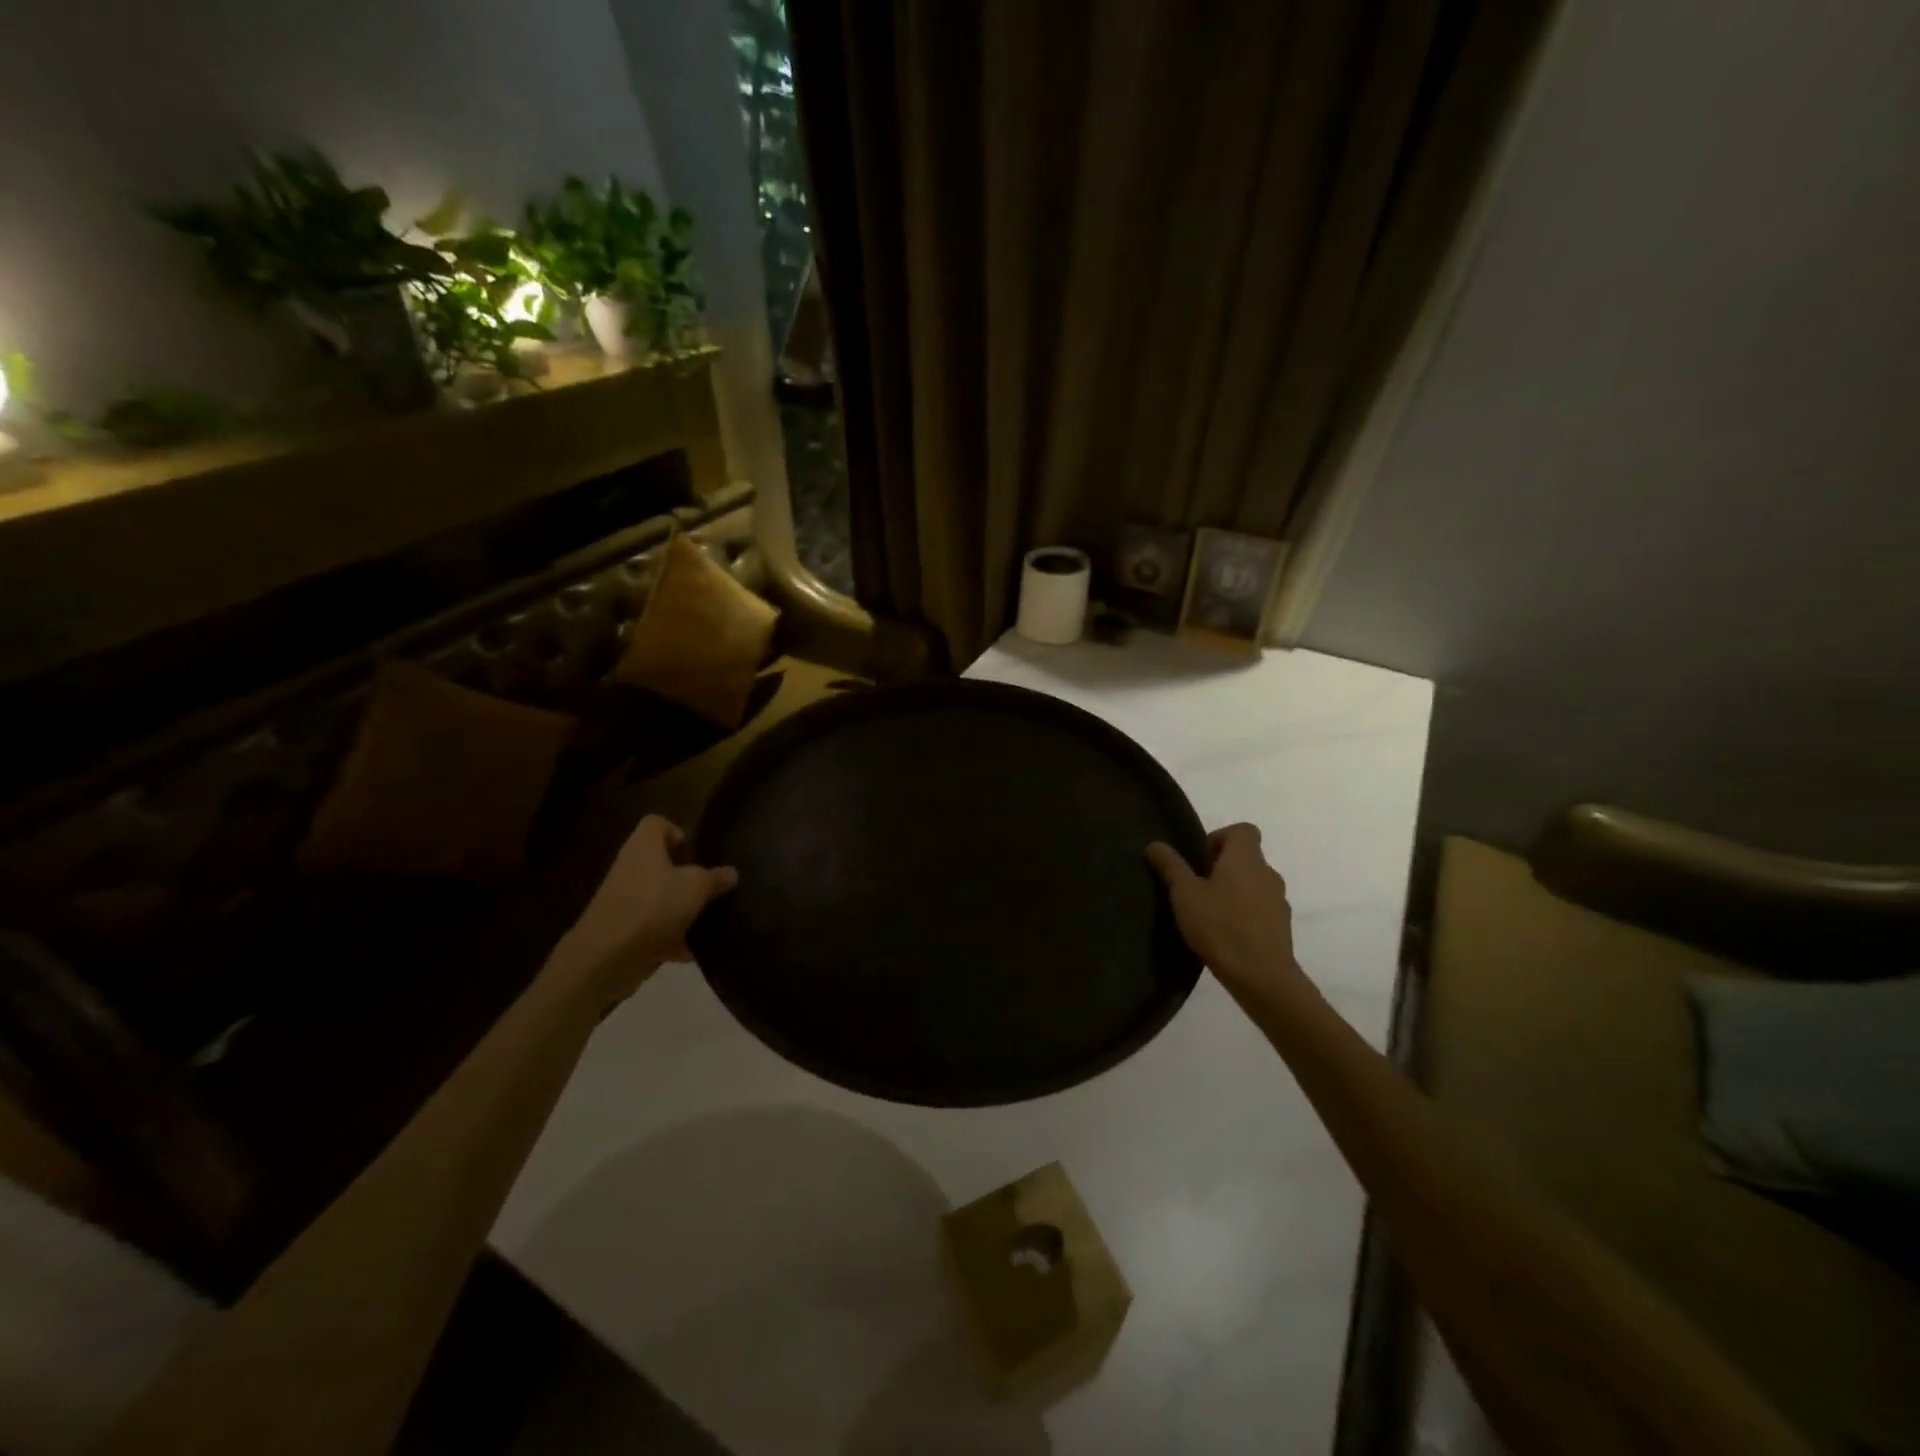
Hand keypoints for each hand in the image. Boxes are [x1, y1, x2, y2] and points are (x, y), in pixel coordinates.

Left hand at [555, 815, 737, 1006]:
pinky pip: (653, 929)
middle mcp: (631, 868)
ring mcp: (624, 901)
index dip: (678, 832)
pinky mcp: (623, 932)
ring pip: (659, 898)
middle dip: (686, 877)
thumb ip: (715, 878)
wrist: (605, 958)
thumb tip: (731, 873)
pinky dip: (671, 939)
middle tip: (709, 888)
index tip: (697, 853)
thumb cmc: (653, 907)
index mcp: (644, 847)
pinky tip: (690, 951)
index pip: (657, 823)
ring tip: (707, 921)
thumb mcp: (696, 887)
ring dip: (681, 910)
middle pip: (661, 863)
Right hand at [1146, 824, 1303, 994]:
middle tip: (1195, 889)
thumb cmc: (1220, 926)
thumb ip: (1170, 866)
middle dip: (1221, 868)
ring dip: (1233, 892)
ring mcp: (1279, 901)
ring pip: (1253, 885)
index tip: (1199, 860)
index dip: (1219, 837)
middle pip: (1246, 858)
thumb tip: (1155, 844)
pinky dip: (1244, 914)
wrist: (1262, 977)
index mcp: (1246, 858)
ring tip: (1208, 915)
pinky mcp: (1282, 927)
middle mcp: (1268, 873)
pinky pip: (1260, 909)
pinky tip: (1224, 935)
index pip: (1243, 830)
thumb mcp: (1185, 894)